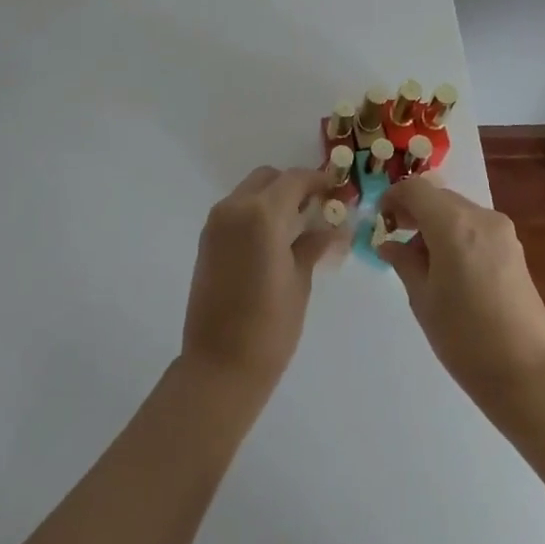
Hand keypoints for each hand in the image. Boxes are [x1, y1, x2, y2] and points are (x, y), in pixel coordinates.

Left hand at [181, 166, 342, 397]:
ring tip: (297, 227)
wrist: (219, 365)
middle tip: (317, 208)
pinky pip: (236, 210)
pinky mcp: (207, 238)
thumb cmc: (269, 327)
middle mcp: (235, 207)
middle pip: (269, 178)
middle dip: (293, 186)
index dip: (318, 180)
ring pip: (250, 191)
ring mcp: (217, 222)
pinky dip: (256, 213)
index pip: (294, 179)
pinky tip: (273, 240)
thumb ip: (314, 244)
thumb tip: (335, 227)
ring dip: (273, 199)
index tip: (337, 190)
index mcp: (263, 214)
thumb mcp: (300, 281)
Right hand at [378, 176, 544, 416]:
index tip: (380, 221)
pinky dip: (456, 234)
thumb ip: (403, 262)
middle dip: (414, 211)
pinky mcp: (515, 250)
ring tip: (422, 261)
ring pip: (458, 211)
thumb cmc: (465, 337)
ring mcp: (503, 232)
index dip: (392, 197)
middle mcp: (481, 217)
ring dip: (435, 223)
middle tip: (396, 239)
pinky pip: (476, 227)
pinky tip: (450, 269)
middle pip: (438, 196)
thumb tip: (389, 244)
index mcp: (453, 223)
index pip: (415, 188)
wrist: (528, 375)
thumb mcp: (423, 299)